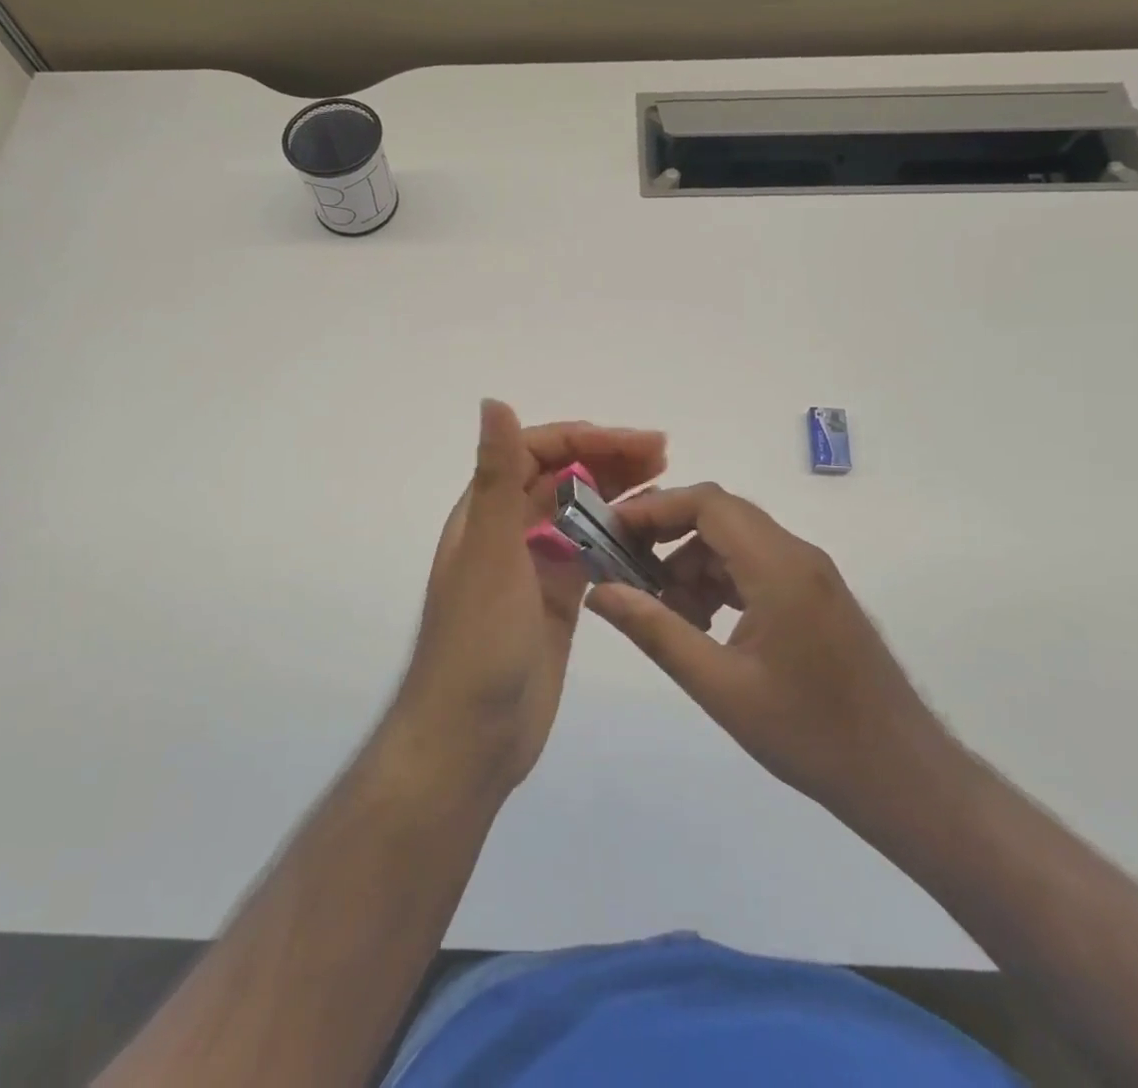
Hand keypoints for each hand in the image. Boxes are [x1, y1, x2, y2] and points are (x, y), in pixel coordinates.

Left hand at [389, 401, 666, 797]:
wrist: (472, 736)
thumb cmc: (478, 639)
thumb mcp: (490, 551)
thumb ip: (496, 476)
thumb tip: (492, 400)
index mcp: (486, 512)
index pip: (534, 452)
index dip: (583, 439)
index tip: (634, 442)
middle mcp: (508, 531)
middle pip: (561, 478)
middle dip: (608, 459)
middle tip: (665, 454)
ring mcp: (534, 567)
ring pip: (579, 514)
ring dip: (616, 493)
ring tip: (665, 482)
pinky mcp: (557, 600)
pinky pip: (590, 555)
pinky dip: (617, 538)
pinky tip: (650, 534)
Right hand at [587, 484, 956, 832]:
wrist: (903, 778)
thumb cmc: (809, 734)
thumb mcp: (719, 686)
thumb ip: (655, 630)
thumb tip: (599, 591)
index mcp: (779, 566)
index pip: (707, 503)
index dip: (653, 509)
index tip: (609, 533)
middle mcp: (797, 555)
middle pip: (719, 517)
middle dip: (665, 535)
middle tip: (623, 570)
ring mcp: (810, 575)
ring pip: (735, 542)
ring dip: (691, 564)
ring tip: (665, 614)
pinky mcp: (814, 596)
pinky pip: (755, 567)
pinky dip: (719, 583)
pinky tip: (702, 626)